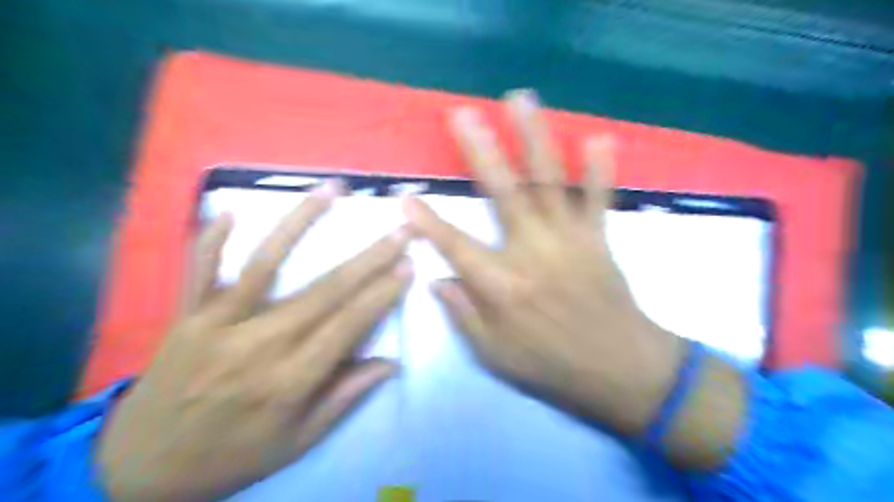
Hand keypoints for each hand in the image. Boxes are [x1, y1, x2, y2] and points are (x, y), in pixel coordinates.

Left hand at [99, 183, 413, 501]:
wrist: (138, 469)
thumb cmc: (230, 455)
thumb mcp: (296, 442)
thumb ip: (343, 398)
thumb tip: (391, 364)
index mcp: (287, 380)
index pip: (347, 325)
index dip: (381, 294)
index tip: (408, 265)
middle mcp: (256, 345)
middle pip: (323, 291)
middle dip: (369, 257)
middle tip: (399, 229)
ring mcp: (215, 325)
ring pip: (265, 264)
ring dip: (301, 222)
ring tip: (331, 190)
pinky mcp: (183, 316)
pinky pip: (197, 270)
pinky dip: (211, 239)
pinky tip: (229, 210)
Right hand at [402, 91, 686, 436]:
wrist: (619, 370)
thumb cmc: (550, 365)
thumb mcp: (494, 355)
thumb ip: (463, 314)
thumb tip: (436, 280)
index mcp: (502, 285)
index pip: (455, 245)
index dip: (427, 222)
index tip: (405, 197)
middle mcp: (532, 253)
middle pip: (503, 193)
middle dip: (481, 151)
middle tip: (463, 115)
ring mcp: (568, 241)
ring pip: (547, 181)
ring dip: (533, 138)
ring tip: (520, 101)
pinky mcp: (598, 240)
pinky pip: (598, 199)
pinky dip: (599, 169)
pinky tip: (598, 138)